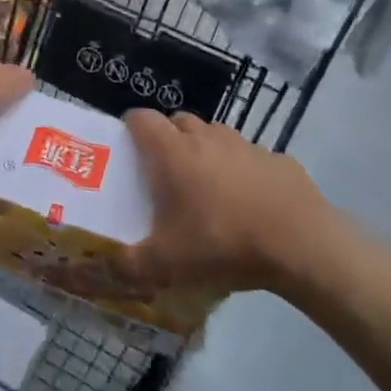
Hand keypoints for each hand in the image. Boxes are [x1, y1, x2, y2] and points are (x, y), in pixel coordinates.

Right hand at [118, 109, 354, 302]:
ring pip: (214, 136)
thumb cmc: (222, 243)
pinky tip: (249, 204)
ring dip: (204, 151)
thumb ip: (123, 267)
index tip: (127, 151)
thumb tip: (88, 272)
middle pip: (178, 122)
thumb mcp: (165, 265)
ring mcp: (245, 145)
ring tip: (205, 189)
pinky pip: (249, 156)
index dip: (130, 128)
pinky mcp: (278, 160)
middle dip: (167, 140)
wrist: (303, 245)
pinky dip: (242, 170)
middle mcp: (206, 137)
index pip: (141, 118)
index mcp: (173, 152)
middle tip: (164, 175)